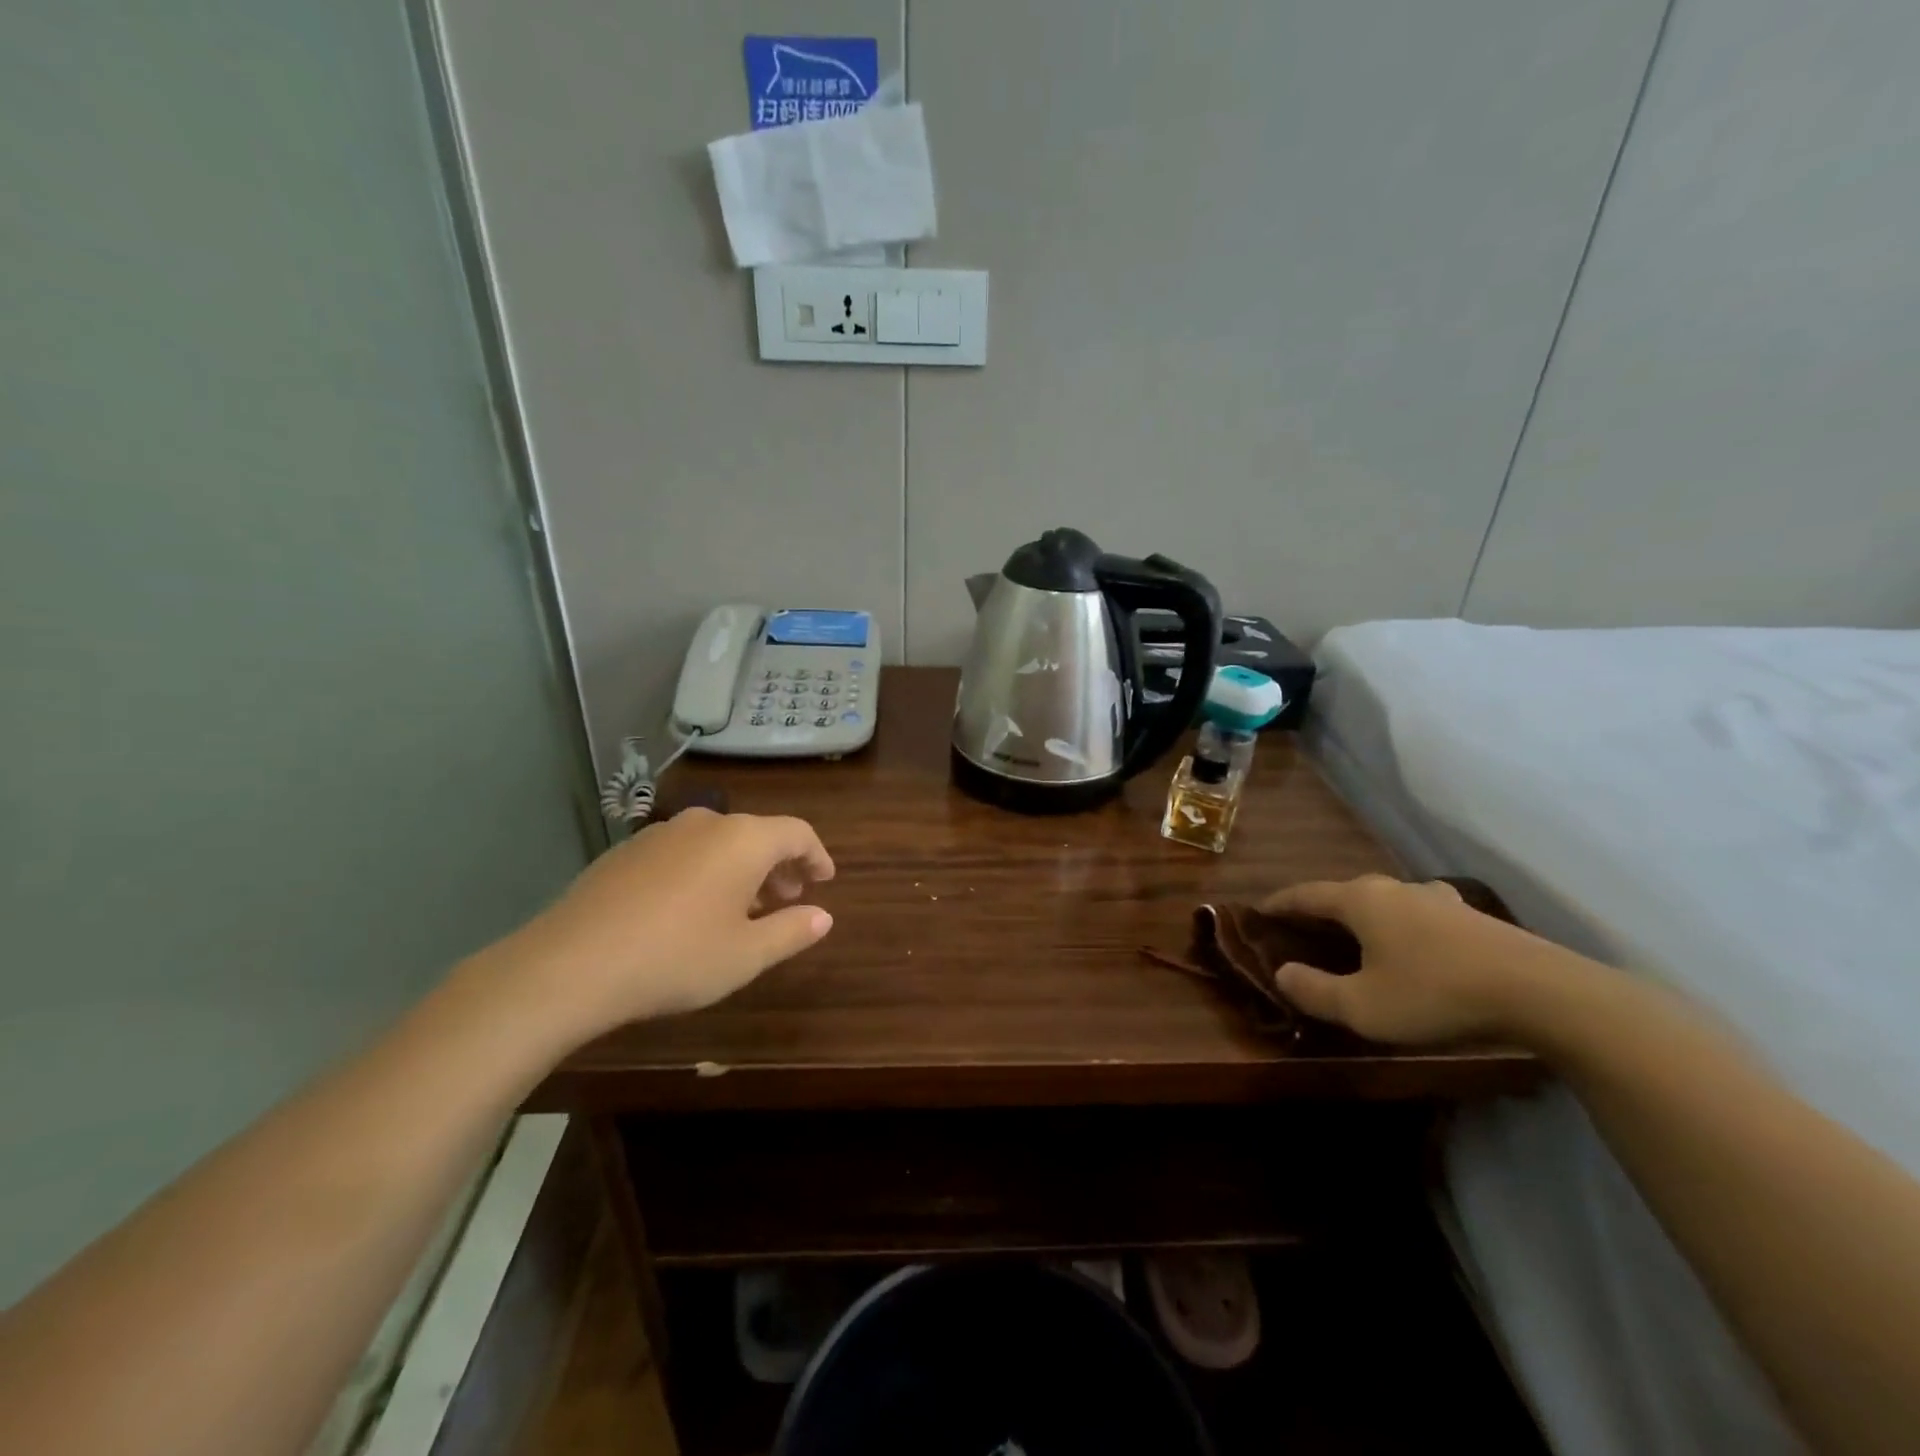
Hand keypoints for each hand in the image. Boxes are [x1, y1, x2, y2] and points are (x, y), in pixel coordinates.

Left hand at [489, 809, 835, 1041]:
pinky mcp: (626, 851)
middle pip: (757, 834)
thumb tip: (824, 916)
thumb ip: (791, 931)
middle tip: (788, 898)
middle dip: (779, 865)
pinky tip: (691, 909)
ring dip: (741, 869)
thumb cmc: (675, 958)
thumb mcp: (745, 955)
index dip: (817, 856)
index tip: (825, 880)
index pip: (797, 833)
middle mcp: (705, 823)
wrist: (569, 965)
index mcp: (743, 840)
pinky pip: (683, 852)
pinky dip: (703, 871)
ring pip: (718, 842)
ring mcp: (661, 833)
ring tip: (742, 908)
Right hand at [1261, 875, 1554, 1044]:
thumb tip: (1282, 973)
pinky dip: (1399, 924)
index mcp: (1360, 901)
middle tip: (1303, 929)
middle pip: (1344, 893)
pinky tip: (1413, 941)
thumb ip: (1315, 991)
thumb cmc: (1436, 994)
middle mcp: (1393, 889)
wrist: (1541, 993)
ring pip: (1384, 900)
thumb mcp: (1363, 1006)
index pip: (1306, 894)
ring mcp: (1437, 899)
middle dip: (1319, 909)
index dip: (1279, 903)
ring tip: (1357, 935)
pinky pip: (1417, 913)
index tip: (1258, 910)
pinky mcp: (1472, 918)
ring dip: (1362, 915)